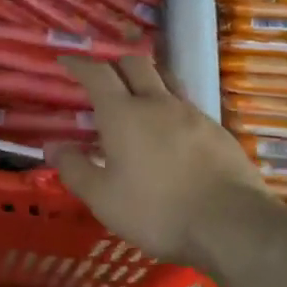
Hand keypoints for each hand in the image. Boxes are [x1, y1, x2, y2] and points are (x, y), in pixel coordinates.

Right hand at [45, 56, 269, 264]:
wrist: (232, 225)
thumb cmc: (157, 211)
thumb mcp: (103, 198)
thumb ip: (75, 169)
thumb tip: (53, 146)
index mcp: (123, 114)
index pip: (97, 74)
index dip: (79, 64)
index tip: (66, 61)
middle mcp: (157, 103)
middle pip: (135, 65)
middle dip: (114, 64)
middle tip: (103, 78)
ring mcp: (193, 114)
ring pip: (166, 80)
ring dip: (147, 79)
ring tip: (138, 96)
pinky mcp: (218, 131)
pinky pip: (188, 106)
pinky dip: (170, 107)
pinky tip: (170, 130)